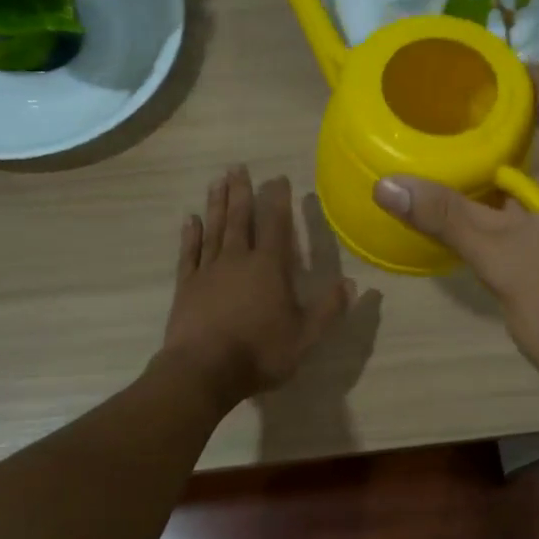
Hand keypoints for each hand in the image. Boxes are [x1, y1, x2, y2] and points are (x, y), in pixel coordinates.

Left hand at [160, 166, 352, 409]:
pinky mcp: (186, 286)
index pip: (276, 226)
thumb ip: (328, 309)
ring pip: (214, 229)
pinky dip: (191, 235)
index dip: (278, 201)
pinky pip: (190, 253)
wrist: (203, 370)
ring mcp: (208, 271)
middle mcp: (238, 260)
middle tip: (238, 167)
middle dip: (242, 192)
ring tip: (217, 181)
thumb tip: (352, 284)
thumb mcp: (305, 337)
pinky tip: (191, 219)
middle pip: (240, 219)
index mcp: (269, 268)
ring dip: (216, 204)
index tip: (278, 178)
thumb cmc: (260, 352)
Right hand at [373, 66, 538, 428]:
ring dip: (515, 175)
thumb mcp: (502, 259)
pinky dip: (530, 205)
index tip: (472, 71)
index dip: (517, 80)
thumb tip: (385, 184)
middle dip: (506, 131)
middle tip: (451, 121)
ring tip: (460, 161)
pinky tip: (492, 214)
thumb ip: (445, 216)